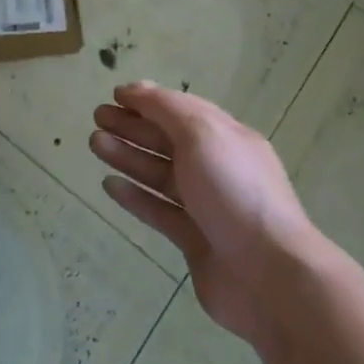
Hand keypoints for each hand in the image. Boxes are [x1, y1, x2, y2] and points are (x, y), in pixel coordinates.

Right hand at [92, 81, 313, 346]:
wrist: (268, 274)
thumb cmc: (234, 191)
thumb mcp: (202, 134)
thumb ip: (166, 109)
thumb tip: (136, 89)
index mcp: (227, 138)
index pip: (183, 110)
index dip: (149, 100)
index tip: (115, 95)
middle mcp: (217, 168)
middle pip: (168, 140)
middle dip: (133, 126)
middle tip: (97, 117)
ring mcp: (206, 207)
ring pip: (160, 174)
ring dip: (128, 156)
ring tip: (95, 143)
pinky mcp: (194, 240)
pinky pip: (159, 211)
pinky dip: (135, 196)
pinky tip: (109, 185)